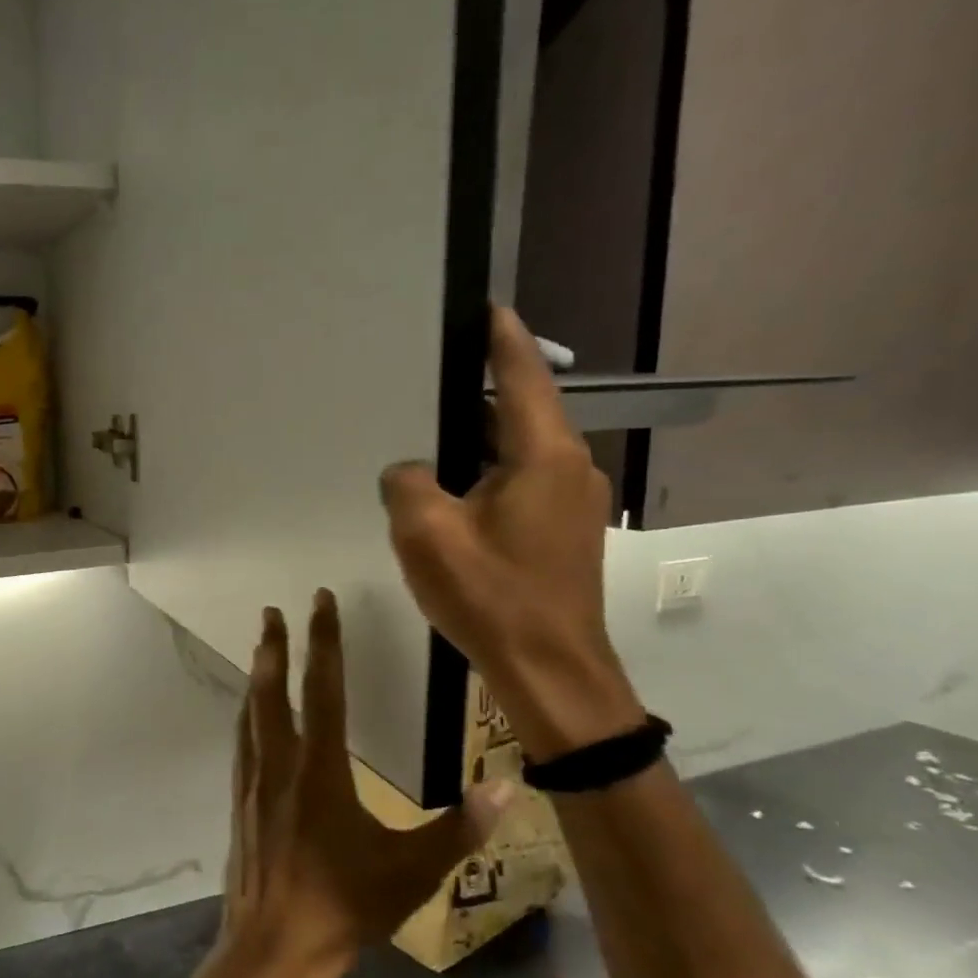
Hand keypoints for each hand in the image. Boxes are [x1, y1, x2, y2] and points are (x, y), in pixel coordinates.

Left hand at [214, 591, 510, 977]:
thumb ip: (460, 828)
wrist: (274, 946)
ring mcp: (252, 781)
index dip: (324, 641)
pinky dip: (247, 713)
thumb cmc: (345, 906)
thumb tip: (507, 787)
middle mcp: (279, 763)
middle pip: (272, 690)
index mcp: (320, 768)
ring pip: (250, 713)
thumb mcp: (413, 871)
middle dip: (274, 646)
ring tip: (260, 650)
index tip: (319, 601)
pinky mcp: (239, 801)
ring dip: (256, 676)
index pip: (323, 688)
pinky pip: (242, 741)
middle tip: (271, 611)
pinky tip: (250, 716)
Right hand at [380, 307, 645, 761]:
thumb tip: (409, 470)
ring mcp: (571, 501)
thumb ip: (406, 482)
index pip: (523, 374)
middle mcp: (569, 467)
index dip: (502, 337)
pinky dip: (486, 472)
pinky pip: (521, 481)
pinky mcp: (563, 531)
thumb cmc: (491, 596)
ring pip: (519, 449)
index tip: (481, 306)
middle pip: (520, 410)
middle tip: (427, 376)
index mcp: (543, 455)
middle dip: (477, 390)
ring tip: (427, 434)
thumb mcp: (426, 533)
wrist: (549, 671)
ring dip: (478, 438)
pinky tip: (450, 491)